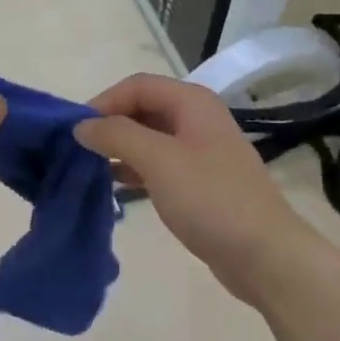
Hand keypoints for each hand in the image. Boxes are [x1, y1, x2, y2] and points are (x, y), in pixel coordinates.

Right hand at [75, 74, 331, 303]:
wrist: (263, 254)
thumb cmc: (211, 199)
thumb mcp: (159, 160)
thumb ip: (117, 136)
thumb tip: (82, 126)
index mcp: (192, 103)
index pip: (137, 86)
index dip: (104, 102)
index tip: (75, 131)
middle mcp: (197, 120)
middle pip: (143, 108)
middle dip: (109, 124)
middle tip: (78, 149)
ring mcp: (200, 152)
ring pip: (149, 137)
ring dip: (119, 147)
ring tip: (88, 167)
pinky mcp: (198, 183)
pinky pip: (158, 164)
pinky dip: (133, 169)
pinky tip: (113, 186)